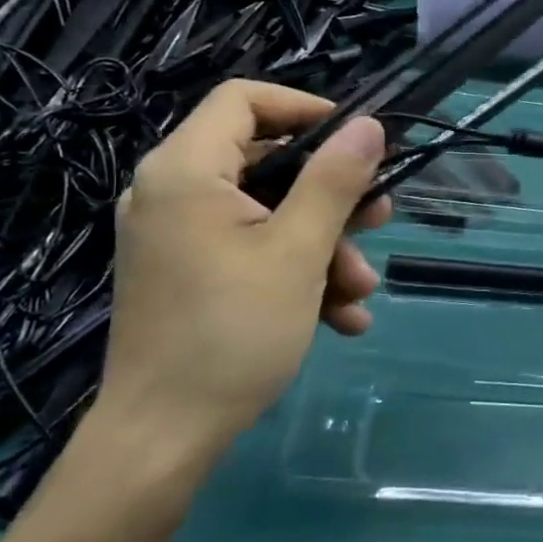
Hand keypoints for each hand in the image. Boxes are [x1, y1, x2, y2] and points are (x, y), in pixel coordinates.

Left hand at [102, 81, 389, 451]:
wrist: (163, 441)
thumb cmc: (232, 333)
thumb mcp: (298, 251)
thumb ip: (335, 180)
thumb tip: (368, 126)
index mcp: (186, 171)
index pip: (244, 100)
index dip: (305, 108)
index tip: (356, 138)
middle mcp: (172, 193)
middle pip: (265, 163)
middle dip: (331, 196)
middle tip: (380, 217)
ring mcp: (177, 238)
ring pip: (266, 214)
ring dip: (323, 246)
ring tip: (361, 291)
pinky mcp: (186, 275)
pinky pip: (249, 251)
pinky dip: (295, 273)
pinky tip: (340, 318)